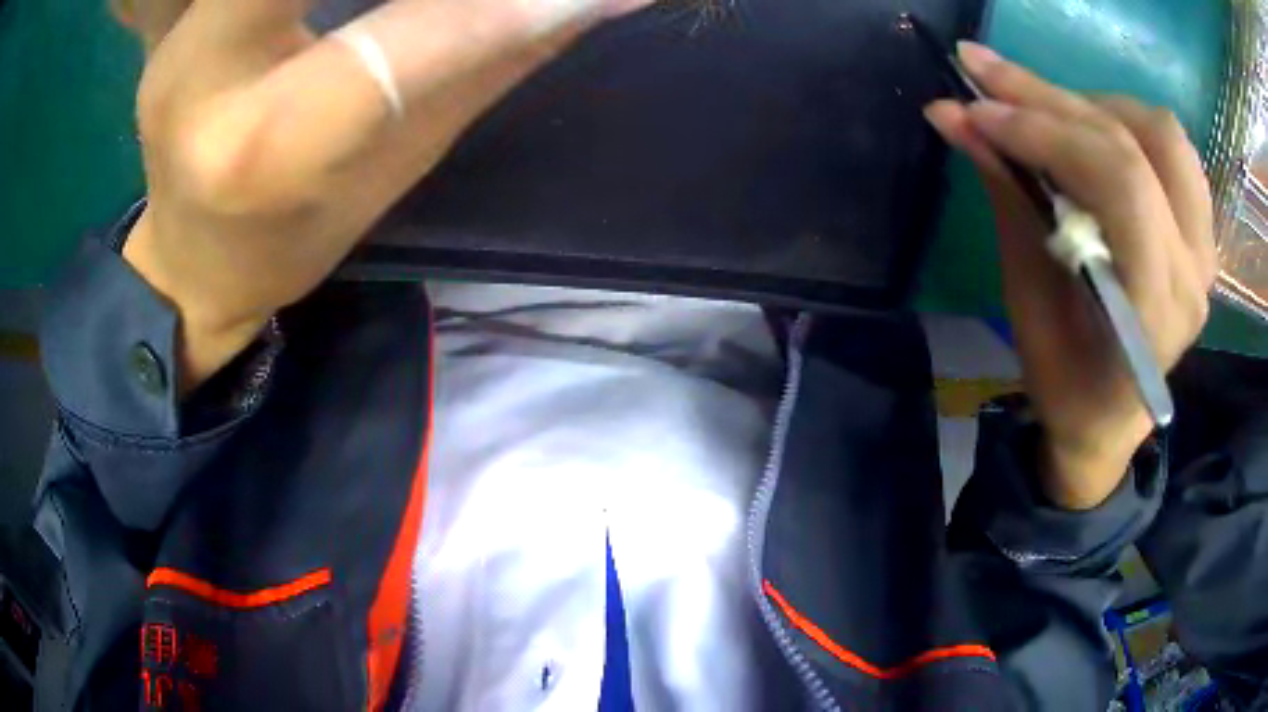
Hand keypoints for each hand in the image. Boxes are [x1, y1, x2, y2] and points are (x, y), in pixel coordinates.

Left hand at [118, 0, 653, 392]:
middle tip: (484, 1)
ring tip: (420, 1)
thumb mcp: (400, 162)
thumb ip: (491, 58)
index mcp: (264, 150)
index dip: (505, 11)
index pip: (401, 41)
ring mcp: (181, 38)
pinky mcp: (181, 19)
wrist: (192, 262)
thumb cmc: (299, 235)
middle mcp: (201, 77)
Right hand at [925, 43, 1216, 509]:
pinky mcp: (1200, 233)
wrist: (1108, 420)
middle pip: (1133, 145)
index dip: (1045, 131)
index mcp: (1154, 308)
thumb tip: (955, 117)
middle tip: (985, 74)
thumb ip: (1007, 198)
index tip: (976, 110)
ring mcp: (1203, 249)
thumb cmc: (1064, 381)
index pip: (1118, 182)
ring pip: (1162, 134)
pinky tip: (1094, 131)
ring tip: (1048, 112)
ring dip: (1097, 106)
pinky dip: (1130, 123)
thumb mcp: (1026, 299)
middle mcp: (1192, 271)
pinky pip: (1175, 152)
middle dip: (1051, 99)